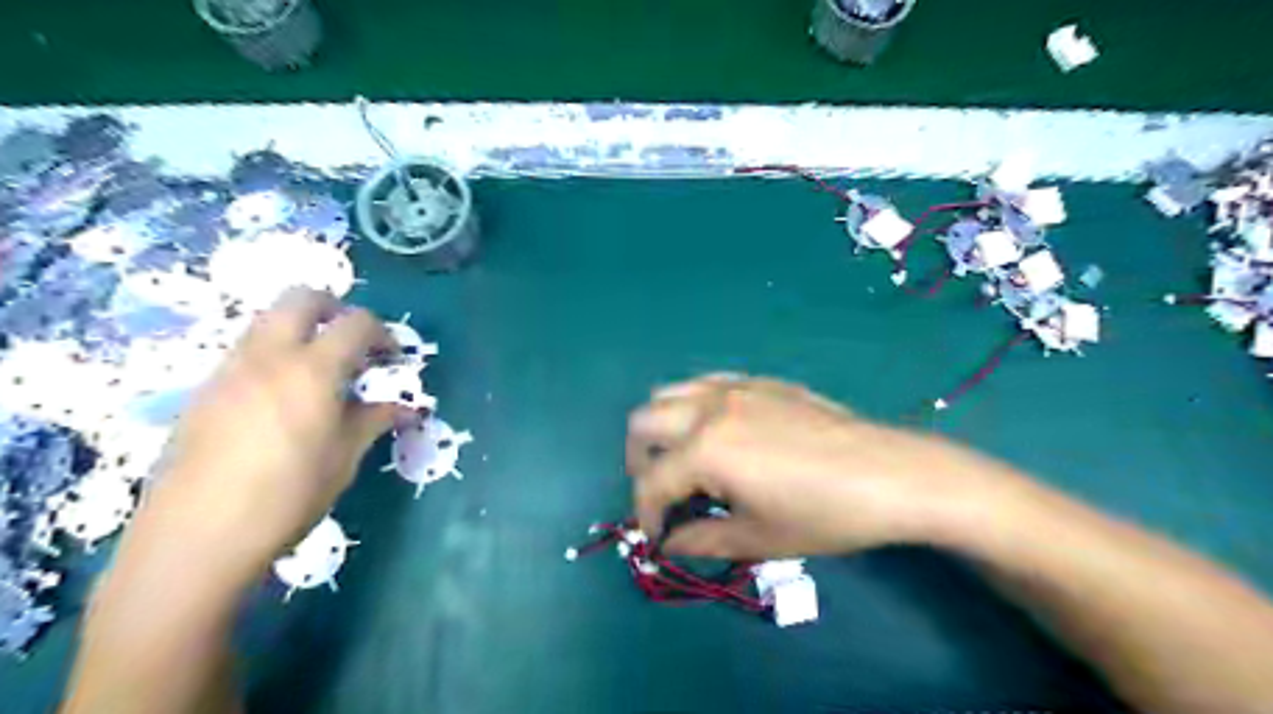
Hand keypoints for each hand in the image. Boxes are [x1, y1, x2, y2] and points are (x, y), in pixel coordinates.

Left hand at [129, 287, 394, 582]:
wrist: (195, 538)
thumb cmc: (288, 496)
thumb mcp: (344, 457)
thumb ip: (376, 420)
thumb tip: (409, 409)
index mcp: (312, 369)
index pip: (356, 323)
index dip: (383, 333)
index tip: (393, 360)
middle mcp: (268, 355)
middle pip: (302, 298)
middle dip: (336, 308)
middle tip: (355, 343)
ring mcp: (230, 369)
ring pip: (268, 319)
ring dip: (302, 329)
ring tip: (321, 371)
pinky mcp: (205, 390)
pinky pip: (246, 350)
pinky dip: (274, 353)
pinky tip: (283, 398)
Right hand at [625, 378, 1020, 558]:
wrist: (890, 474)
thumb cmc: (824, 514)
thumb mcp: (759, 538)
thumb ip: (702, 540)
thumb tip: (671, 543)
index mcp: (705, 448)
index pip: (651, 482)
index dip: (646, 515)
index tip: (659, 537)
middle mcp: (709, 408)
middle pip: (643, 423)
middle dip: (641, 463)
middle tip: (663, 495)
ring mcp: (734, 387)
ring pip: (668, 393)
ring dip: (661, 427)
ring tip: (682, 459)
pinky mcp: (758, 381)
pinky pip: (705, 383)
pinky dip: (692, 406)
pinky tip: (716, 432)